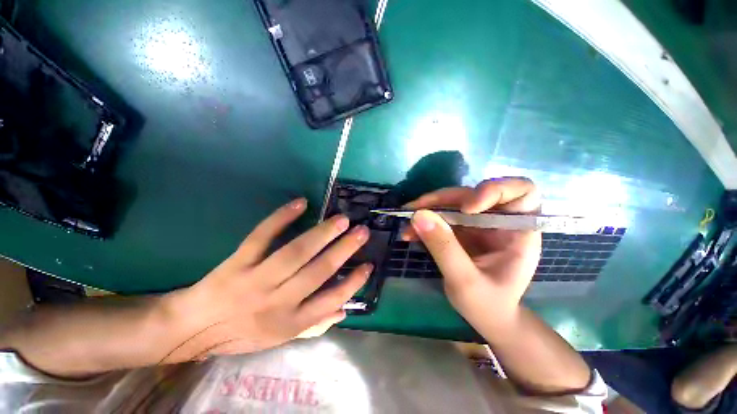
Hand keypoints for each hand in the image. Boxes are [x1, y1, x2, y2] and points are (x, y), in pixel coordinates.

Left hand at [161, 199, 371, 362]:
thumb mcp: (281, 338)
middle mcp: (277, 301)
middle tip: (362, 232)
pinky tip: (300, 204)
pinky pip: (262, 236)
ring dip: (322, 234)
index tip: (369, 264)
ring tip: (342, 219)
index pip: (331, 300)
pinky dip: (281, 218)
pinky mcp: (238, 262)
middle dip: (344, 250)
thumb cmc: (242, 334)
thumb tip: (344, 310)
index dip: (353, 282)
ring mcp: (256, 279)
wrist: (194, 327)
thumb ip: (314, 325)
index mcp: (290, 322)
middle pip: (318, 271)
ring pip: (296, 252)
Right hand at [404, 178, 541, 329]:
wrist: (485, 316)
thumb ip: (444, 248)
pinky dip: (424, 221)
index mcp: (518, 231)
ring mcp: (477, 223)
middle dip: (443, 200)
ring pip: (452, 202)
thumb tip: (419, 215)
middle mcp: (498, 220)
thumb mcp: (465, 281)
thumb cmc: (487, 304)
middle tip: (415, 210)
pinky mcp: (461, 228)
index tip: (467, 208)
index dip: (495, 190)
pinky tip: (409, 233)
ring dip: (427, 209)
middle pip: (473, 194)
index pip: (521, 192)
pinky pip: (440, 216)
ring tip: (407, 224)